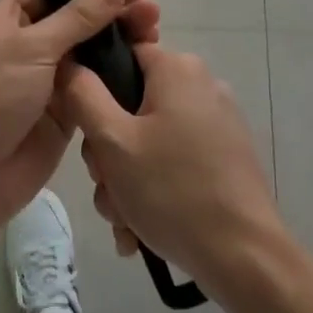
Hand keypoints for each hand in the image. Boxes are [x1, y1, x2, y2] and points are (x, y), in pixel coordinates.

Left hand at [0, 0, 159, 223]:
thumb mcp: (32, 48)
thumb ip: (79, 16)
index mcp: (6, 18)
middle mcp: (27, 43)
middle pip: (76, 16)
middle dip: (112, 7)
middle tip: (150, 2)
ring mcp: (47, 76)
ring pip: (90, 48)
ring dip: (120, 36)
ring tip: (154, 26)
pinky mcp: (65, 107)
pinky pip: (96, 81)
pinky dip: (118, 70)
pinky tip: (146, 59)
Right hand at [58, 44, 285, 295]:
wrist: (243, 256)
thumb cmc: (172, 190)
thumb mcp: (112, 142)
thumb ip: (82, 95)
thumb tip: (69, 63)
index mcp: (177, 69)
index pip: (120, 56)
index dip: (93, 90)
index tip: (88, 135)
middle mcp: (202, 85)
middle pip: (131, 105)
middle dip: (109, 154)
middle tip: (107, 187)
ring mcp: (218, 122)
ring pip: (149, 141)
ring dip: (126, 181)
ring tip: (125, 220)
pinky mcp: (226, 156)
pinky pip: (175, 161)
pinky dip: (154, 190)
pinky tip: (142, 230)